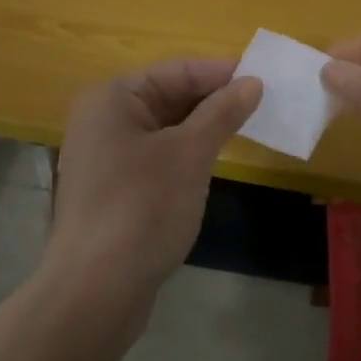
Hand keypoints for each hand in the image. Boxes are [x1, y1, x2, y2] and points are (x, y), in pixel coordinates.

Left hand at [46, 58, 261, 308]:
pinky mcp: (111, 189)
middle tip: (263, 106)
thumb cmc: (143, 208)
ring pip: (162, 130)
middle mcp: (101, 119)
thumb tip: (252, 82)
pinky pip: (154, 157)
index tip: (264, 78)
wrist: (96, 290)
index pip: (175, 71)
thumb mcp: (189, 154)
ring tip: (246, 130)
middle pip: (166, 97)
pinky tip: (211, 164)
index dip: (220, 73)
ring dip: (201, 129)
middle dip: (212, 101)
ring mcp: (103, 156)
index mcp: (112, 98)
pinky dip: (183, 155)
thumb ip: (221, 113)